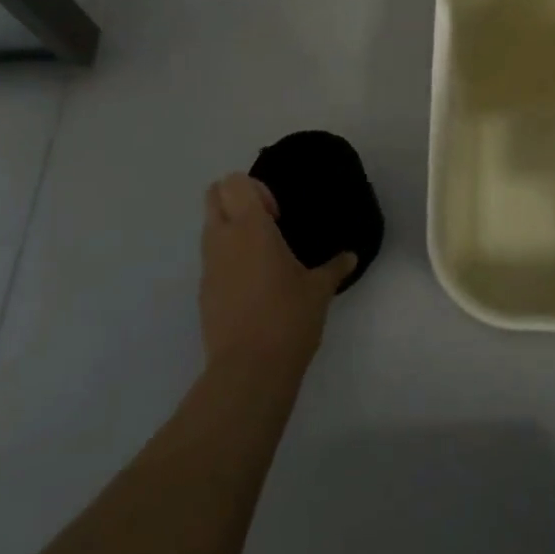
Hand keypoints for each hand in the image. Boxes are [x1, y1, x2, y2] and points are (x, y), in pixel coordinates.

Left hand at [199, 175, 356, 376]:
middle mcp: (223, 239)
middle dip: (235, 199)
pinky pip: (211, 259)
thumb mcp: (319, 289)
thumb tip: (351, 256)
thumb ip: (335, 267)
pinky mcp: (203, 293)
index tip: (277, 215)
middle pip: (213, 195)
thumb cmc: (288, 318)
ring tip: (263, 256)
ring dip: (230, 229)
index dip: (255, 189)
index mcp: (250, 227)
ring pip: (209, 227)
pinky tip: (254, 285)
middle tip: (266, 224)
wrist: (248, 371)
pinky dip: (227, 259)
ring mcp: (208, 267)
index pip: (234, 182)